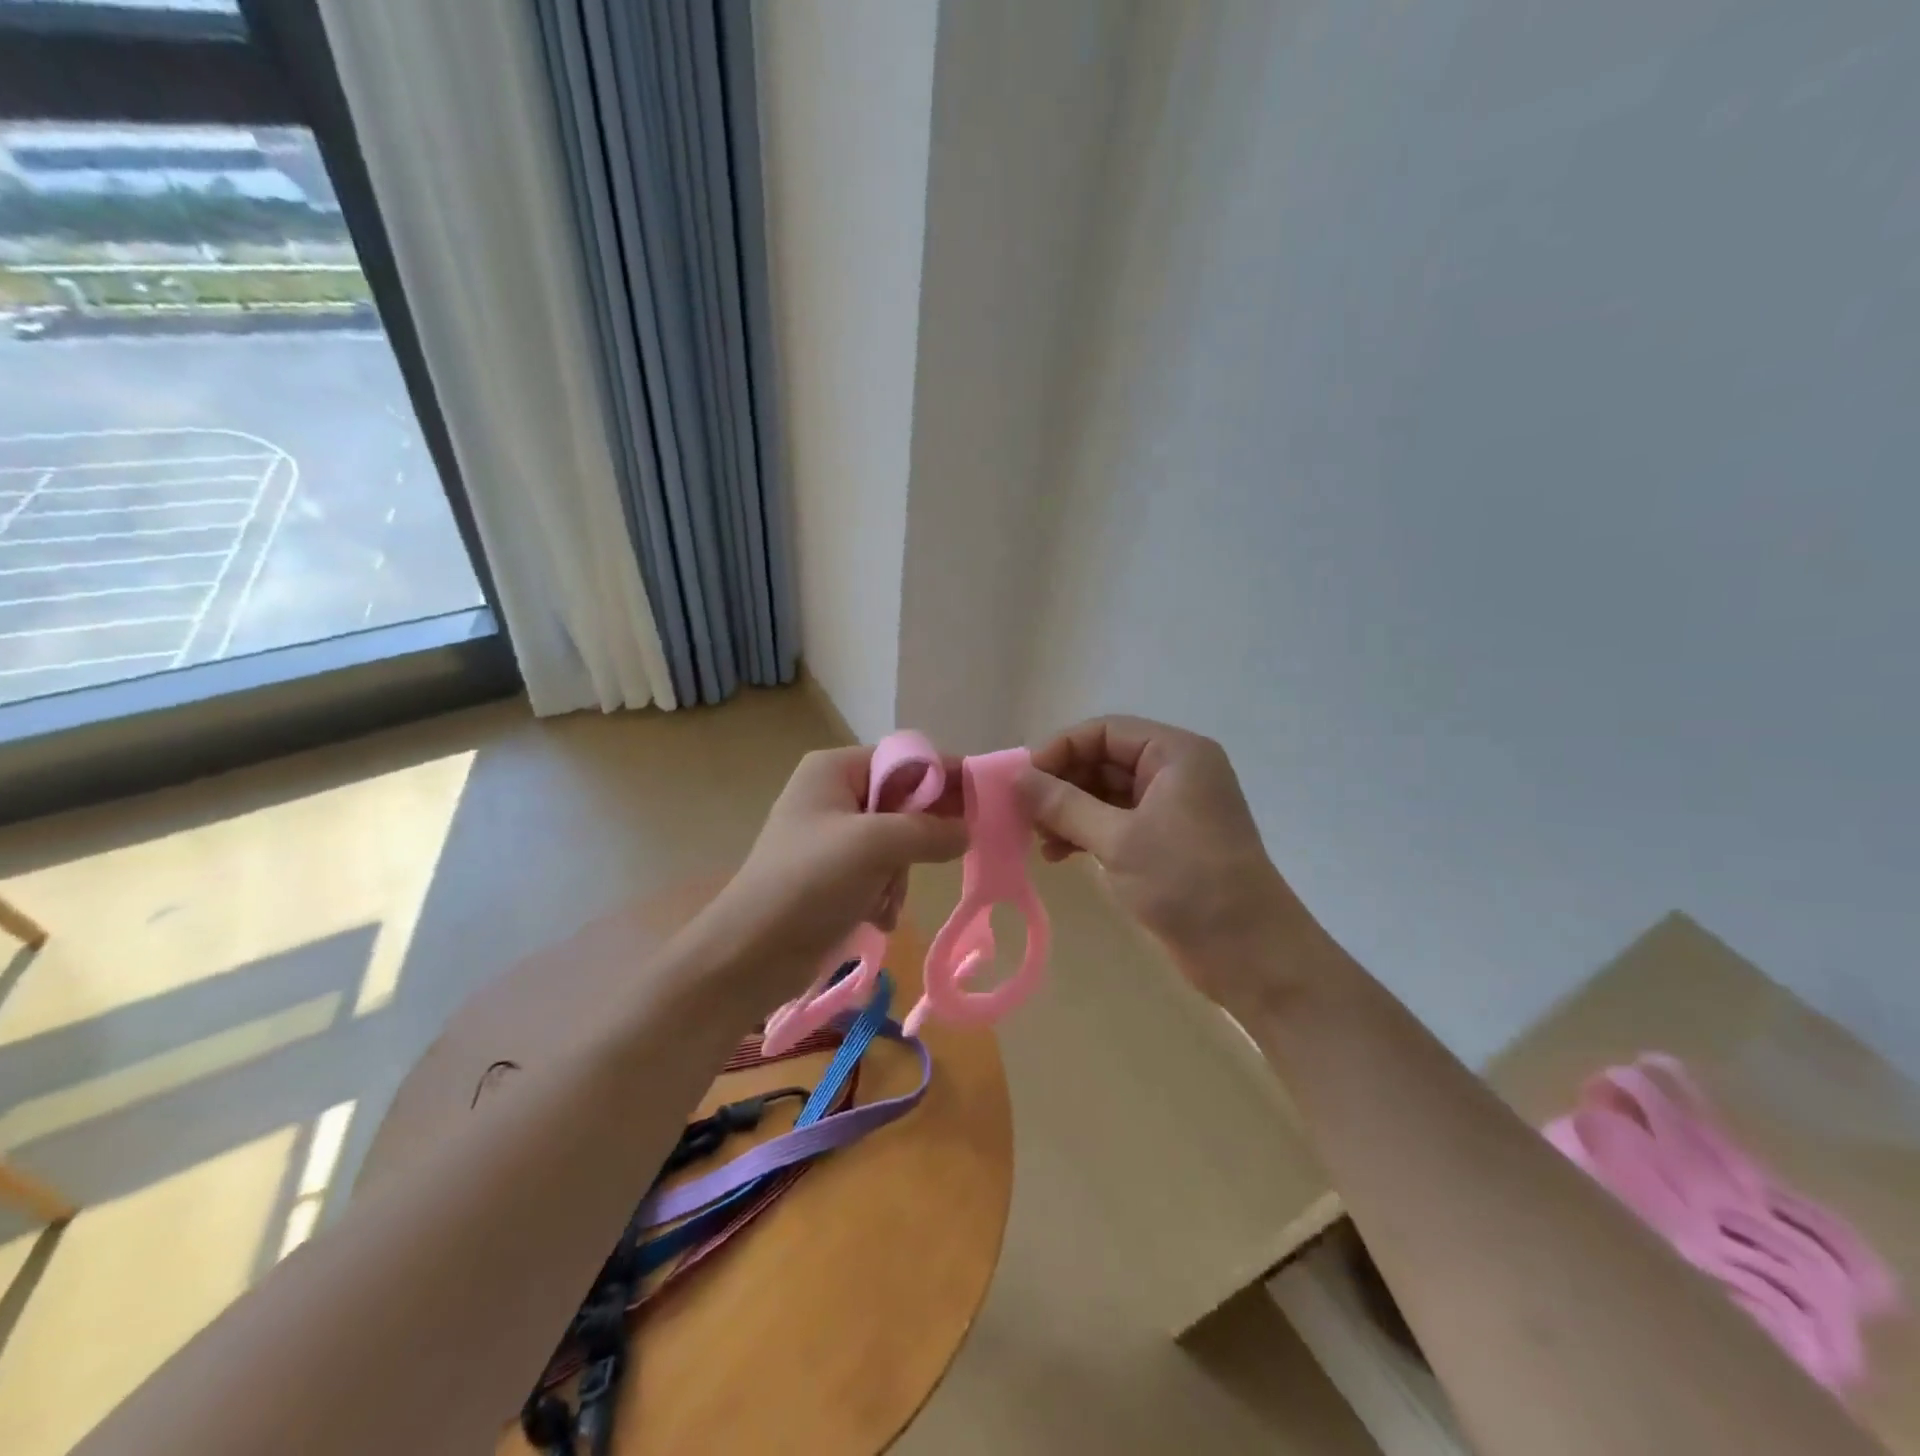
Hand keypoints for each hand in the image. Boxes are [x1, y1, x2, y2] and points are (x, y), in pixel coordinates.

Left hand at [694, 746, 967, 1006]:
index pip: (905, 759)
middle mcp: (834, 795)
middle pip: (904, 801)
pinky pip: (881, 871)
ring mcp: (832, 837)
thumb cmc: (809, 883)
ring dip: (900, 873)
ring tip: (885, 899)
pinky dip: (885, 893)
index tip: (983, 802)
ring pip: (898, 841)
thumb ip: (929, 830)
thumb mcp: (875, 845)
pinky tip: (876, 916)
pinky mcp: (833, 875)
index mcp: (835, 770)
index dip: (944, 776)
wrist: (749, 955)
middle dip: (919, 835)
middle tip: (946, 854)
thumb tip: (967, 830)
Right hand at [1020, 716, 1316, 1006]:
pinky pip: (1118, 822)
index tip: (1022, 780)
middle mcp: (1176, 772)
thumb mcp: (1118, 839)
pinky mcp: (1168, 842)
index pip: (1105, 732)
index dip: (1060, 750)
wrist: (1250, 953)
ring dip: (1070, 811)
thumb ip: (1064, 804)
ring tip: (1038, 839)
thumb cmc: (1186, 882)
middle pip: (1105, 760)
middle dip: (1062, 784)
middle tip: (1024, 813)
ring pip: (1108, 794)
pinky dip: (1087, 833)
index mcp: (1176, 754)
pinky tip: (1060, 855)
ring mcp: (1173, 808)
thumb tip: (1017, 778)